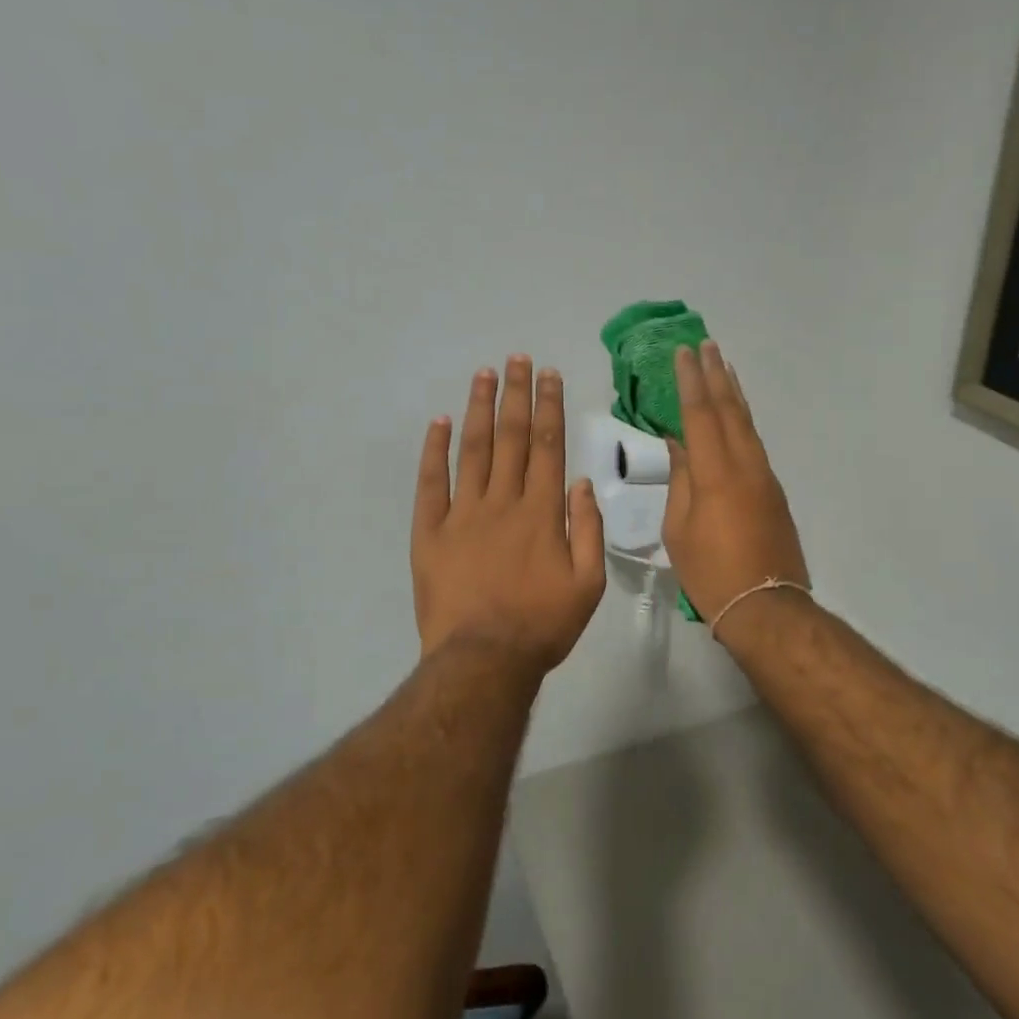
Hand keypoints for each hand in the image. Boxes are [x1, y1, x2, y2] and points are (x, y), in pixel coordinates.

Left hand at [412, 356, 606, 671]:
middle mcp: (503, 502)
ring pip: (473, 450)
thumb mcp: (588, 584)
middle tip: (516, 359)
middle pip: (512, 438)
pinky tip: (438, 422)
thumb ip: (588, 530)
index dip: (550, 407)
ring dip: (479, 409)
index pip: (549, 447)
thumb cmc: (543, 625)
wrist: (484, 659)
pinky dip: (433, 451)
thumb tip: (581, 483)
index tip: (549, 375)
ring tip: (483, 374)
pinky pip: (431, 483)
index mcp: (542, 513)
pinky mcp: (430, 532)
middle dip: (516, 394)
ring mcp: (462, 514)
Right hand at [663, 341, 808, 629]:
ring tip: (724, 366)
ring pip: (747, 424)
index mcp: (714, 475)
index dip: (691, 383)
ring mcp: (764, 476)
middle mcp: (744, 466)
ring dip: (734, 392)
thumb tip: (679, 445)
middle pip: (729, 410)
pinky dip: (743, 420)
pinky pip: (755, 443)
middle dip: (716, 376)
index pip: (700, 416)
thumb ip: (680, 481)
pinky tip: (736, 414)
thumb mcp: (679, 529)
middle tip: (707, 345)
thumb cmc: (711, 572)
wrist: (766, 604)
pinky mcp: (774, 490)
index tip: (684, 353)